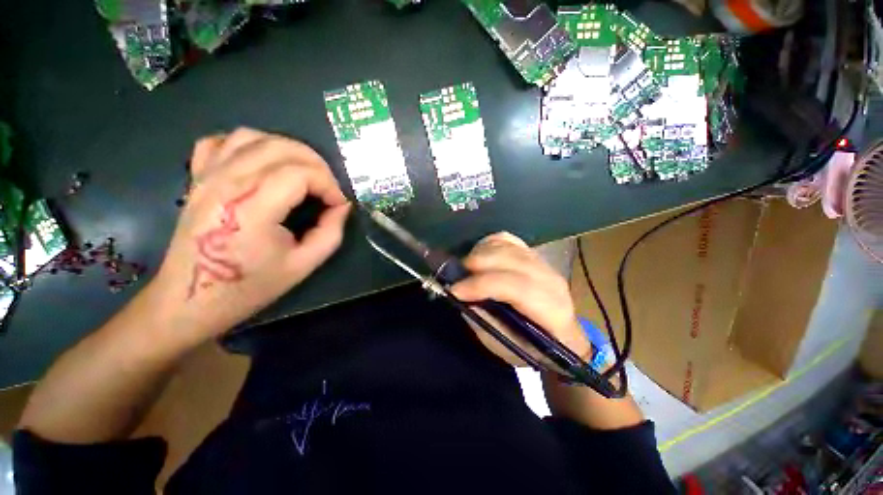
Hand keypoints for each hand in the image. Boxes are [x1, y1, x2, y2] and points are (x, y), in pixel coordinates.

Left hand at [148, 128, 350, 345]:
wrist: (190, 299)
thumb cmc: (249, 286)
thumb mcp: (303, 265)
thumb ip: (331, 232)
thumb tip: (341, 207)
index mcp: (252, 208)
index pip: (300, 173)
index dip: (328, 184)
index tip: (338, 203)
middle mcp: (227, 183)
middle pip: (281, 148)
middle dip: (316, 164)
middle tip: (328, 188)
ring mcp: (207, 176)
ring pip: (254, 136)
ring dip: (288, 149)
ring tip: (303, 173)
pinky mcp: (197, 178)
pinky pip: (222, 141)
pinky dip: (250, 144)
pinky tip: (263, 162)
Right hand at [450, 232, 590, 366]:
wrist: (561, 337)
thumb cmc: (532, 349)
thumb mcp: (506, 347)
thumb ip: (484, 321)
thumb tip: (463, 296)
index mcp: (551, 310)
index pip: (515, 287)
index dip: (481, 285)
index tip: (455, 290)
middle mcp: (550, 280)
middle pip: (509, 259)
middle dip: (476, 264)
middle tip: (456, 277)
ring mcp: (543, 263)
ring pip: (506, 245)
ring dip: (479, 253)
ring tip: (466, 269)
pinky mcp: (533, 254)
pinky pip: (507, 239)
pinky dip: (488, 244)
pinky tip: (479, 256)